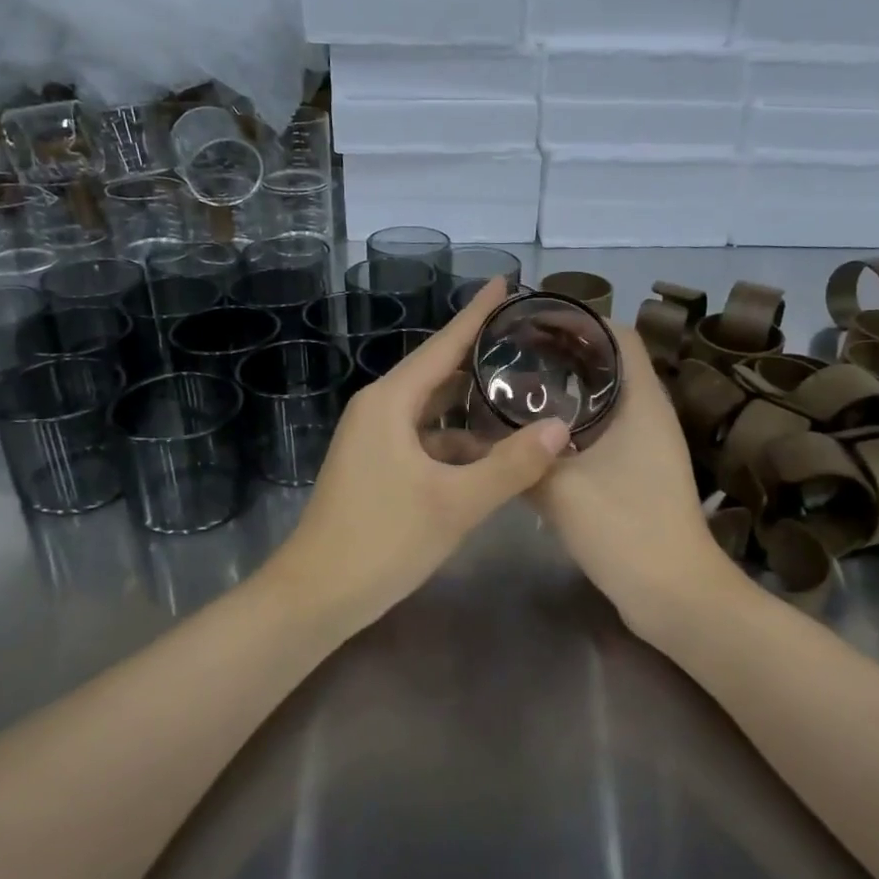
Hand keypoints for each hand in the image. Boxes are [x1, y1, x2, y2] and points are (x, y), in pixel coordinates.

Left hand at [268, 278, 569, 629]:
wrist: (316, 596)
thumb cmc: (382, 541)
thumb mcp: (456, 504)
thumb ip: (511, 466)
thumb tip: (562, 427)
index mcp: (391, 402)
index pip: (443, 345)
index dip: (477, 314)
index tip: (508, 282)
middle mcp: (379, 410)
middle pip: (439, 372)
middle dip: (482, 359)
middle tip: (531, 343)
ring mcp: (374, 439)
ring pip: (433, 410)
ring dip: (472, 407)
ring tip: (522, 396)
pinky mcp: (376, 467)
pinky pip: (424, 439)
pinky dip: (456, 441)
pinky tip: (490, 454)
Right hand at [531, 326, 734, 642]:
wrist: (673, 594)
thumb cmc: (624, 528)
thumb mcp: (561, 489)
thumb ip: (519, 459)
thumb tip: (478, 436)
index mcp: (642, 402)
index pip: (619, 335)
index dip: (581, 319)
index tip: (534, 321)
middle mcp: (651, 414)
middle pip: (611, 362)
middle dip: (566, 352)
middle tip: (515, 352)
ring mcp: (649, 445)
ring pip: (607, 398)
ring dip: (570, 389)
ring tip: (519, 385)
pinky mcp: (641, 472)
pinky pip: (607, 429)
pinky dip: (575, 422)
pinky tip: (538, 436)